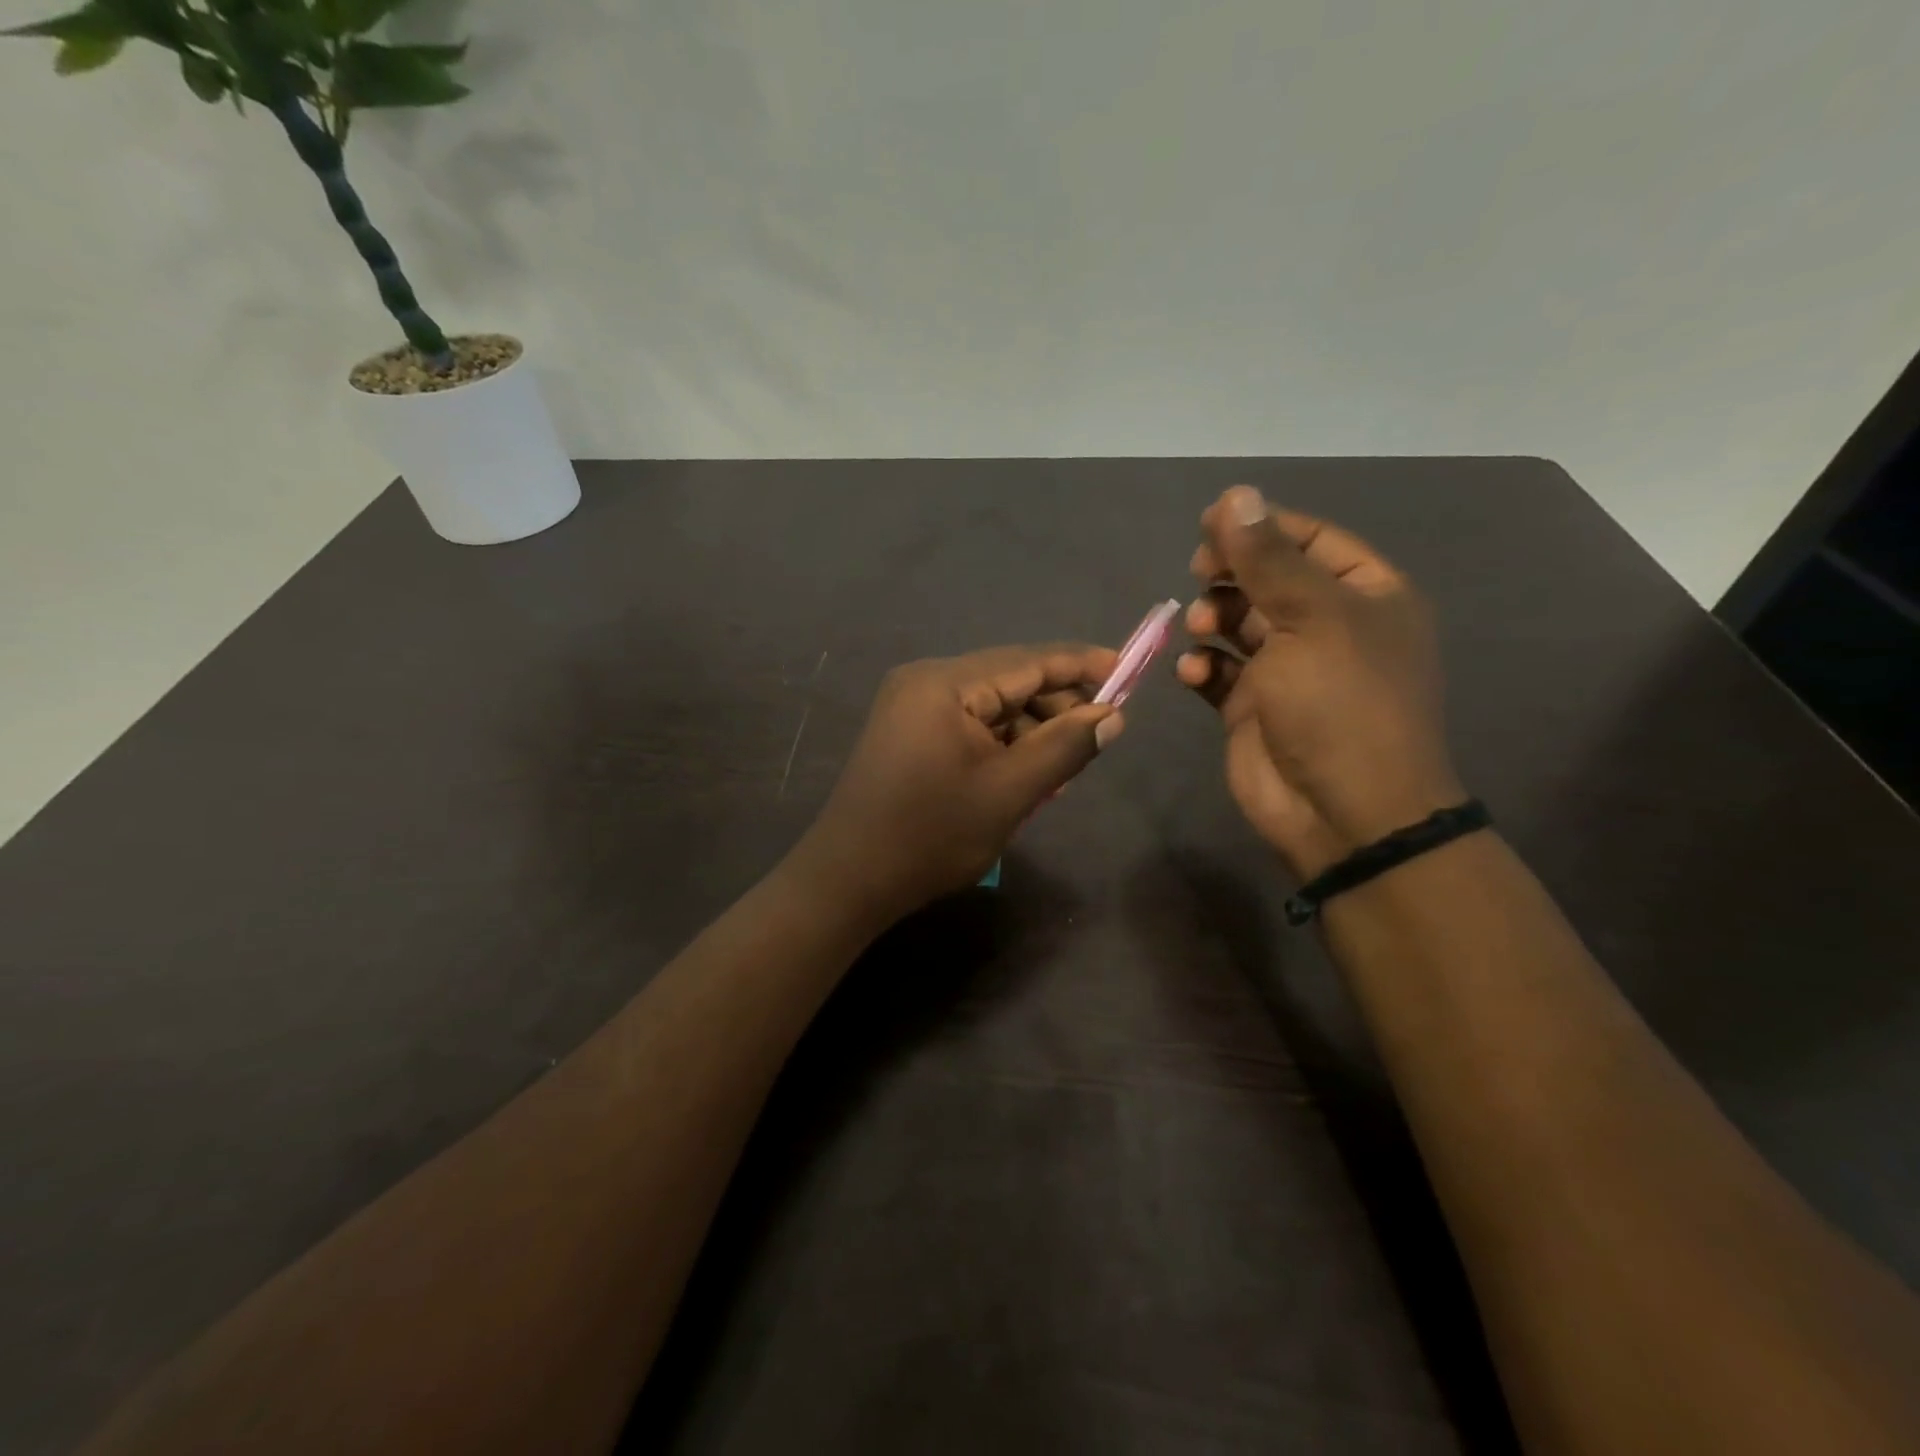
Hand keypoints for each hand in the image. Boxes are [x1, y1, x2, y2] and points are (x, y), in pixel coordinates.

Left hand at [789, 643, 1124, 921]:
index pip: (1028, 661)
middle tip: (1095, 741)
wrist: (848, 880)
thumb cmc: (931, 835)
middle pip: (1009, 681)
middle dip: (1055, 708)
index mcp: (945, 683)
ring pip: (990, 706)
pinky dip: (1000, 744)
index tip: (1128, 672)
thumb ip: (1065, 746)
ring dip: (1029, 731)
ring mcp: (911, 706)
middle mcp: (925, 681)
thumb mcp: (1009, 792)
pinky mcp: (907, 732)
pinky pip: (968, 725)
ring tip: (1061, 771)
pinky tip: (1023, 775)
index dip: (1081, 665)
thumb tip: (1112, 716)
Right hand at [1177, 485, 1463, 879]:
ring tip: (1202, 631)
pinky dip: (1202, 667)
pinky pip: (1218, 671)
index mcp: (1364, 595)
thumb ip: (1268, 558)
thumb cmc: (1340, 703)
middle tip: (1200, 573)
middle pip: (1268, 578)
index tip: (1209, 523)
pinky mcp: (1251, 706)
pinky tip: (1195, 675)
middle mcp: (1327, 627)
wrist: (1341, 810)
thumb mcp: (1311, 618)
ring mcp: (1287, 669)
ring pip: (1237, 623)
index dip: (1260, 526)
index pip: (1309, 539)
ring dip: (1212, 619)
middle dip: (1230, 574)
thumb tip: (1235, 495)